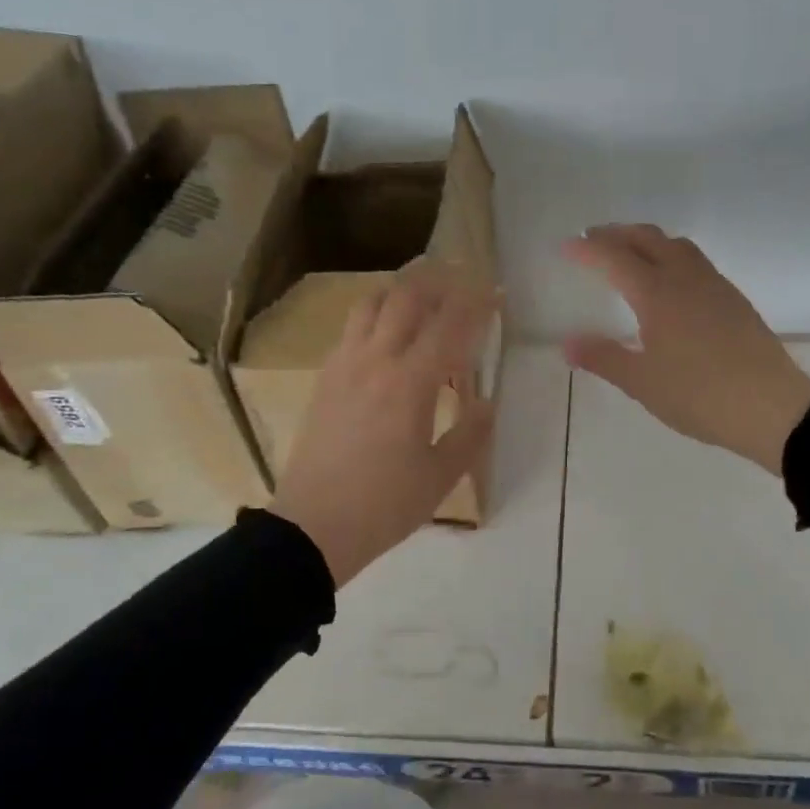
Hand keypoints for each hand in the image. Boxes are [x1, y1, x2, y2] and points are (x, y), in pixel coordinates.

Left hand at [269, 263, 497, 587]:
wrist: (313, 527)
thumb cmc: (385, 505)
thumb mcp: (441, 476)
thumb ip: (470, 432)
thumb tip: (486, 402)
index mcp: (410, 383)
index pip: (450, 325)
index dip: (477, 303)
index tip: (496, 292)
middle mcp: (375, 361)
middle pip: (406, 297)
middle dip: (439, 281)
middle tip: (462, 282)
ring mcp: (343, 365)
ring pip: (371, 303)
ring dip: (401, 292)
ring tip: (423, 301)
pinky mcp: (324, 378)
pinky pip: (351, 329)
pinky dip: (376, 317)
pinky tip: (387, 338)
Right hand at [562, 225, 809, 474]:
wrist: (770, 407)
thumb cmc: (698, 395)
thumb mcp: (642, 382)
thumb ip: (603, 358)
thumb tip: (567, 343)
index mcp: (658, 294)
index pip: (615, 258)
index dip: (588, 249)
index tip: (566, 246)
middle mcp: (686, 279)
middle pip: (648, 239)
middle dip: (618, 234)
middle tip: (593, 239)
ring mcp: (715, 286)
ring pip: (677, 246)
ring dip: (648, 241)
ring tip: (630, 253)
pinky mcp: (734, 301)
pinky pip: (696, 263)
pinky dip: (672, 257)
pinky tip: (671, 283)